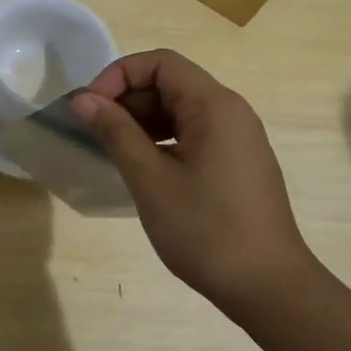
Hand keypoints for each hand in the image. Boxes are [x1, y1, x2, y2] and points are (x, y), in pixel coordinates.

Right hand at [71, 50, 326, 313]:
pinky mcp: (236, 162)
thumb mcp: (150, 178)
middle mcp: (230, 112)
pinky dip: (161, 139)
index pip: (160, 63)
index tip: (91, 107)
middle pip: (170, 83)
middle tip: (94, 131)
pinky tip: (141, 167)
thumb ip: (115, 131)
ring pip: (179, 109)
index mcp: (214, 105)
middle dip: (127, 98)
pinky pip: (192, 133)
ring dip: (141, 120)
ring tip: (112, 150)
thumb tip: (82, 99)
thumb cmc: (205, 229)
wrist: (268, 287)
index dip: (119, 75)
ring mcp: (237, 138)